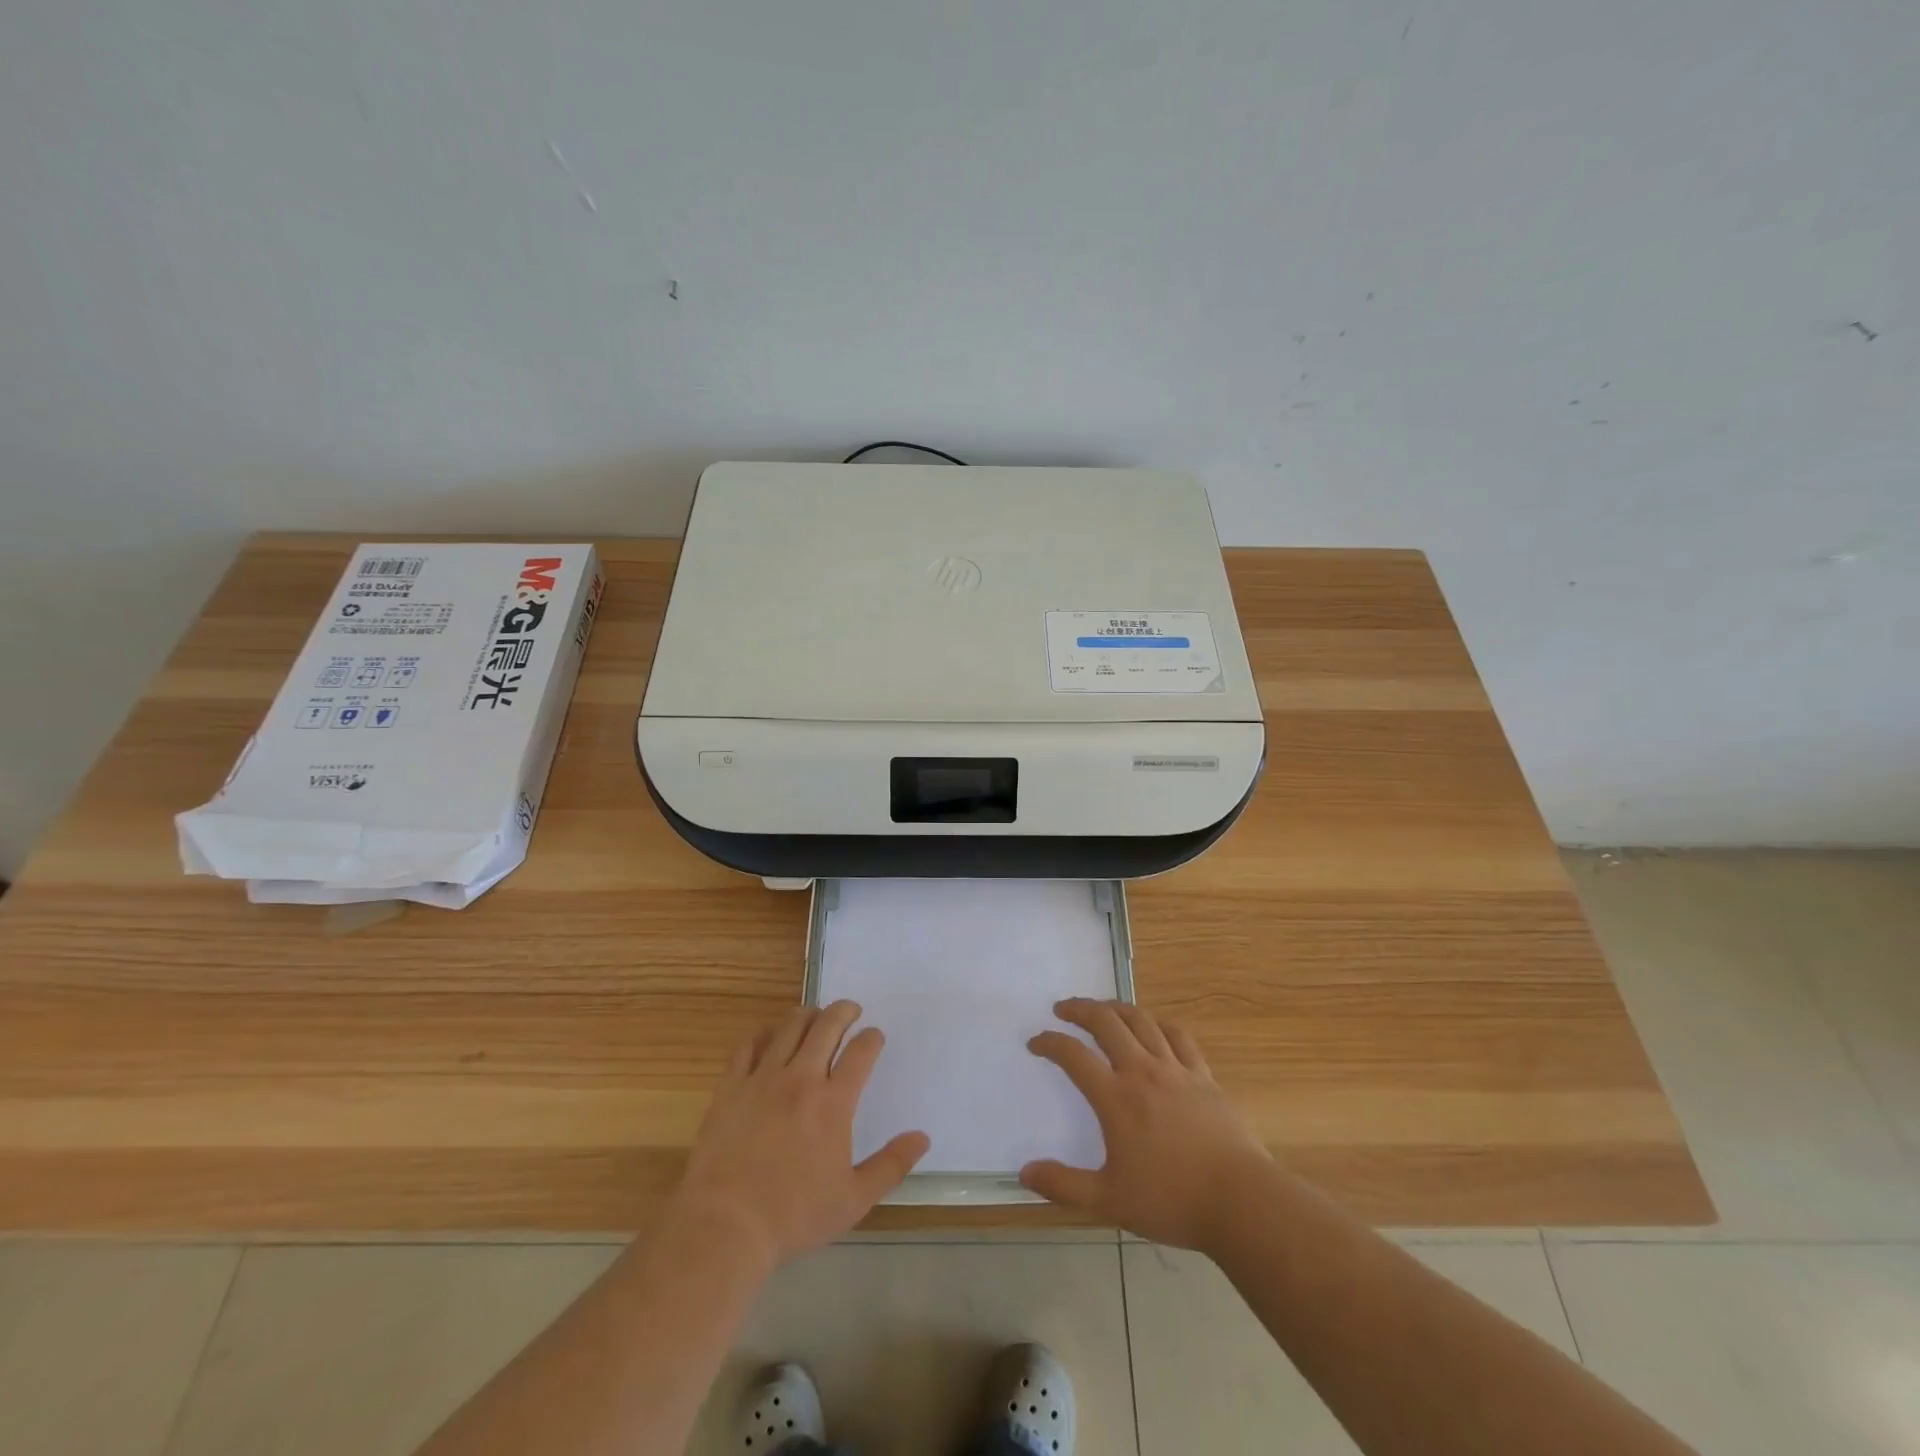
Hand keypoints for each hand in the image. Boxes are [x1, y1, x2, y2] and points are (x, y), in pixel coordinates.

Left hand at [672, 1001, 929, 1270]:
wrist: (726, 1224)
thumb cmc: (794, 1215)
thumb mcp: (853, 1199)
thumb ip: (891, 1165)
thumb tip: (922, 1137)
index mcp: (834, 1102)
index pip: (861, 1052)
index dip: (872, 1038)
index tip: (875, 1036)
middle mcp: (801, 1078)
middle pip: (827, 1026)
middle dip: (844, 1011)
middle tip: (851, 1010)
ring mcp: (763, 1078)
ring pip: (789, 1027)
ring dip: (808, 1015)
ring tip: (815, 1016)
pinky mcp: (732, 1086)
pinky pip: (749, 1045)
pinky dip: (764, 1034)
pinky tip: (769, 1036)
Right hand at [1020, 998, 1271, 1250]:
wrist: (1240, 1201)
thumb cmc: (1171, 1200)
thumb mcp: (1109, 1201)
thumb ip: (1064, 1185)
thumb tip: (1025, 1172)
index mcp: (1115, 1098)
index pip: (1073, 1055)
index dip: (1050, 1043)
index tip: (1036, 1042)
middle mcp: (1141, 1071)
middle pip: (1106, 1022)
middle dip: (1080, 1009)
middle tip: (1063, 1008)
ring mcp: (1175, 1069)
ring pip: (1141, 1020)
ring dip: (1115, 1008)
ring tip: (1102, 1009)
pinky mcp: (1202, 1075)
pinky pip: (1178, 1036)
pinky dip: (1158, 1024)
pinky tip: (1153, 1028)